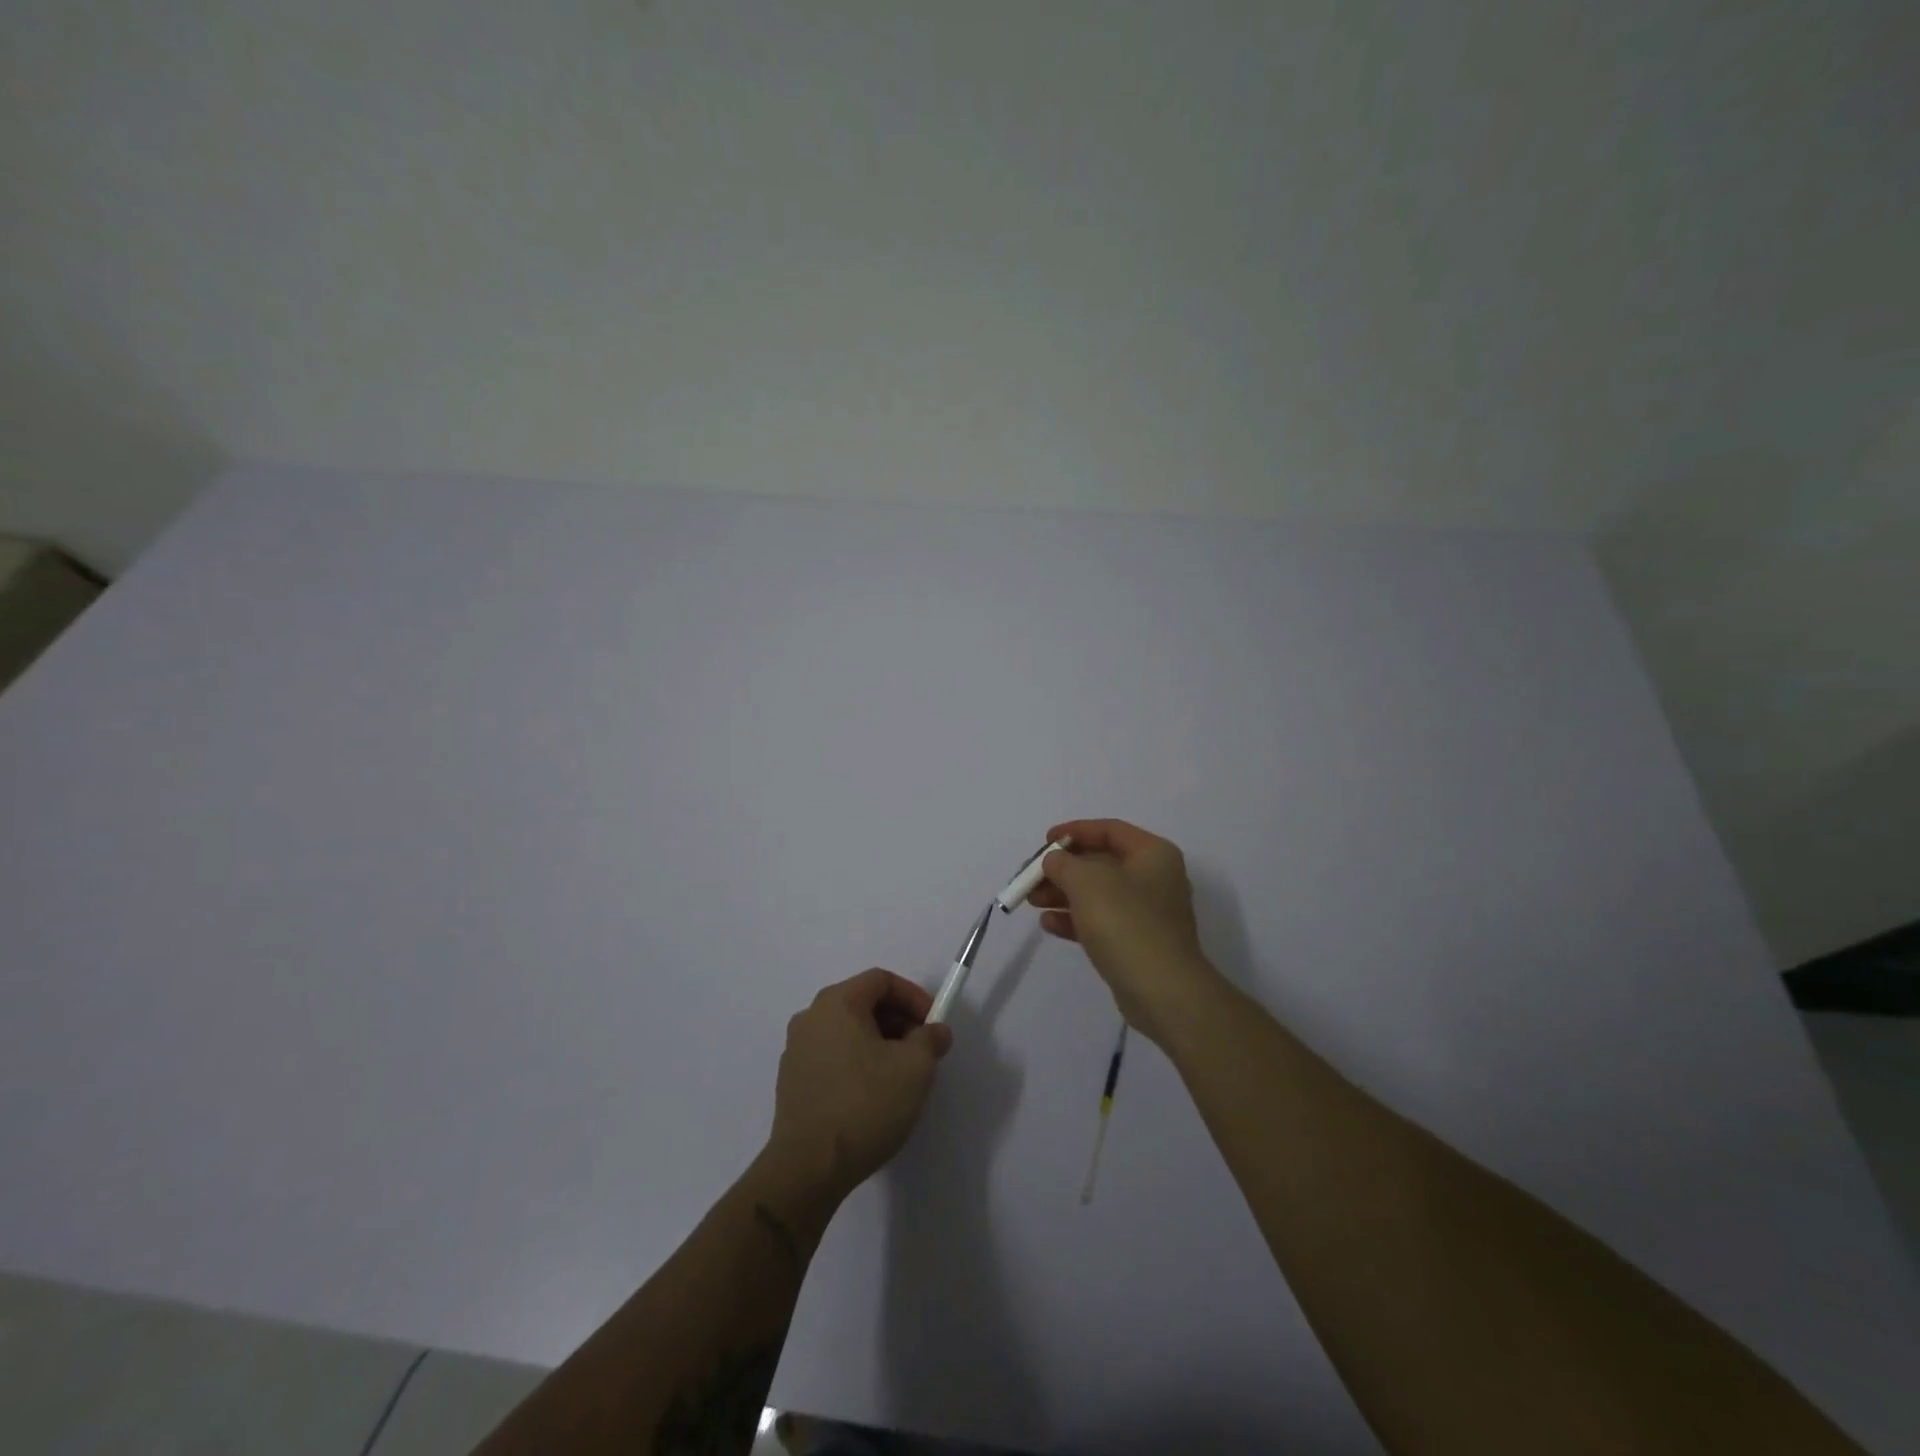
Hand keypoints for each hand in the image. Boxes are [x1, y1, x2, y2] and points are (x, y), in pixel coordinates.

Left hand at [767, 968, 952, 1200]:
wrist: (808, 1169)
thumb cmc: (865, 1105)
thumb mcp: (915, 1068)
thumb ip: (931, 1040)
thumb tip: (935, 1031)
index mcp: (836, 1003)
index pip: (881, 980)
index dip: (913, 996)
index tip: (932, 1024)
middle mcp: (810, 1017)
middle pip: (863, 1003)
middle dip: (898, 1021)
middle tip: (921, 1051)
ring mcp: (796, 1050)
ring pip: (847, 1031)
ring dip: (878, 1044)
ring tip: (900, 1077)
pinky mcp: (791, 1082)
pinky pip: (832, 1056)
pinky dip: (856, 1063)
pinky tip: (871, 1097)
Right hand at [1030, 818, 1224, 1045]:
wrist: (1162, 991)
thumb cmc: (1126, 922)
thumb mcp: (1086, 881)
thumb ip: (1063, 863)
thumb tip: (1055, 861)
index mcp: (1153, 854)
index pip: (1109, 830)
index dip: (1074, 831)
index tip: (1045, 841)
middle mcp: (1154, 878)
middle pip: (1100, 863)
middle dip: (1063, 869)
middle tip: (1032, 877)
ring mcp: (1147, 913)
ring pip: (1097, 894)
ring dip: (1063, 894)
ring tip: (1033, 902)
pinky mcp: (1137, 943)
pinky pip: (1101, 922)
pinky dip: (1075, 919)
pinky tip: (1049, 924)